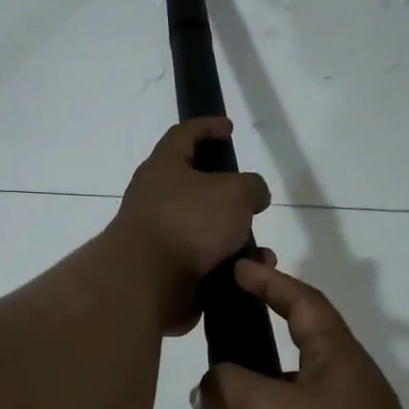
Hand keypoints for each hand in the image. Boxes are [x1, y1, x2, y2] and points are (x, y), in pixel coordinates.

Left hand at [110, 119, 271, 334]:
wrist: (147, 282)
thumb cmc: (188, 222)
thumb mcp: (234, 192)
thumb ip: (251, 186)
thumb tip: (252, 196)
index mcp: (163, 167)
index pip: (183, 134)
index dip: (207, 126)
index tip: (228, 128)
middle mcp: (155, 197)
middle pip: (195, 186)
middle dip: (227, 194)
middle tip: (251, 201)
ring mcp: (158, 235)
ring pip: (204, 230)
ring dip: (233, 238)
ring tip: (260, 251)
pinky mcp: (164, 269)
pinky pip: (203, 262)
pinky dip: (226, 267)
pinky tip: (246, 274)